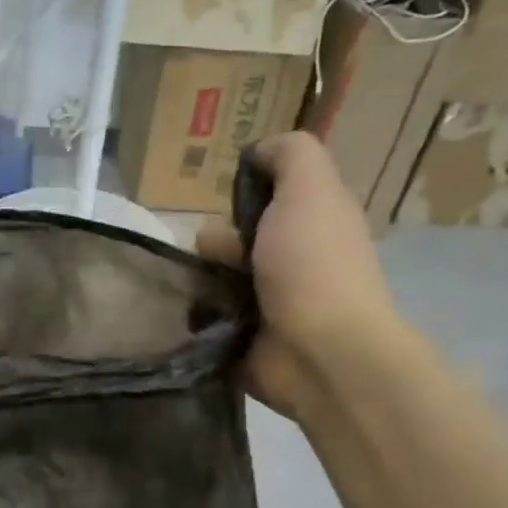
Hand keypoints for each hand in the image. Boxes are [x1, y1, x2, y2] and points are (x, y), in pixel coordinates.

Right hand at [195, 133, 403, 418]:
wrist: (320, 355)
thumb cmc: (314, 266)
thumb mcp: (311, 189)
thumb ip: (290, 155)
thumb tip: (258, 152)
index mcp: (309, 223)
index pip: (263, 198)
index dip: (243, 193)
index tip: (229, 200)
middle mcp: (287, 260)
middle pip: (228, 238)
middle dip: (213, 242)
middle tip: (217, 257)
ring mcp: (263, 303)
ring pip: (209, 278)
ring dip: (196, 280)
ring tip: (195, 290)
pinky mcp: (238, 339)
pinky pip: (200, 318)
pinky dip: (191, 316)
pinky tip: (188, 316)